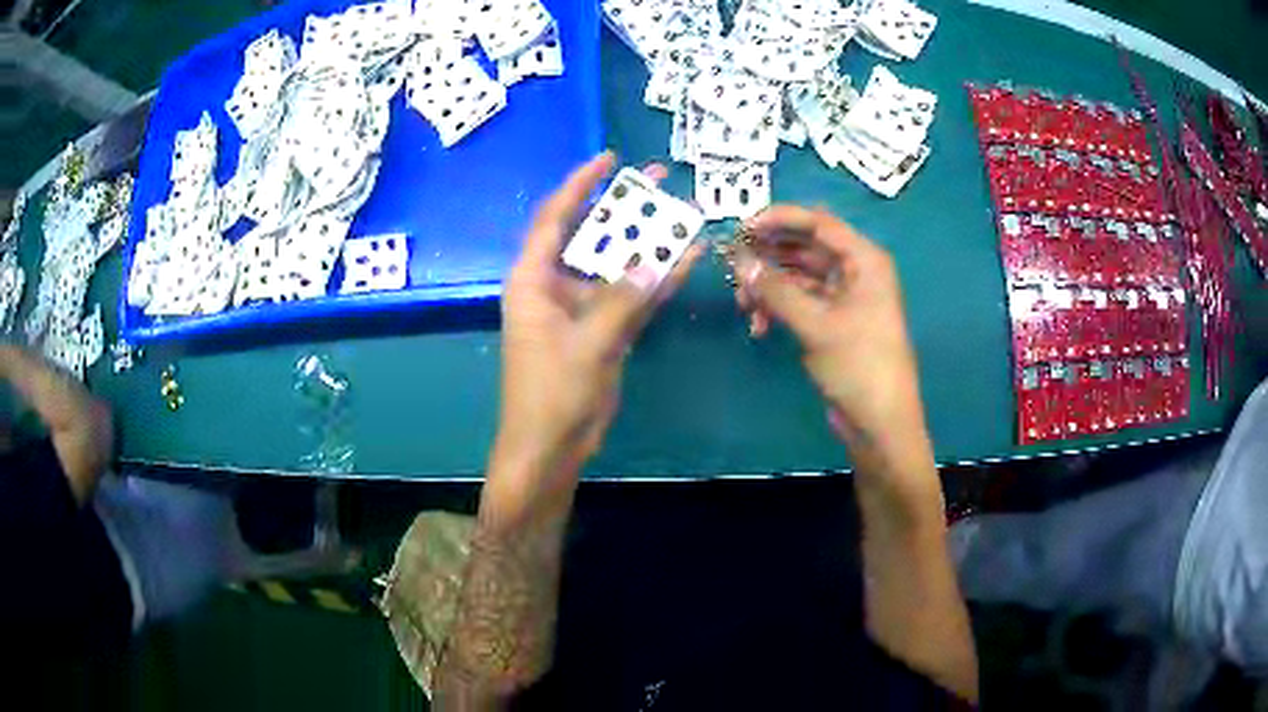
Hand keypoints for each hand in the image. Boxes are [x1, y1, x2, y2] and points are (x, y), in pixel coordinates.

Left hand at [492, 153, 701, 500]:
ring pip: (617, 263)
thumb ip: (622, 301)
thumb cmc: (552, 395)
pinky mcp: (603, 329)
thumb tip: (656, 262)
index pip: (555, 218)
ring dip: (647, 242)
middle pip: (591, 234)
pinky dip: (656, 281)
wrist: (551, 447)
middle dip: (623, 206)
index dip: (580, 184)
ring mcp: (582, 307)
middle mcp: (555, 285)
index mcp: (533, 280)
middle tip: (658, 178)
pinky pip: (632, 296)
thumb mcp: (587, 345)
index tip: (609, 158)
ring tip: (682, 211)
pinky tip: (687, 258)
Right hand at [733, 206, 924, 451]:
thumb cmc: (859, 365)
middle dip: (768, 256)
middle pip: (804, 247)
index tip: (741, 228)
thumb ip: (776, 289)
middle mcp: (855, 271)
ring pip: (797, 276)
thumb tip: (739, 260)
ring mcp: (843, 296)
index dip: (778, 219)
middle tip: (733, 266)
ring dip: (768, 286)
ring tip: (742, 303)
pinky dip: (777, 309)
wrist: (880, 421)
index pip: (817, 222)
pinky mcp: (832, 320)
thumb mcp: (816, 325)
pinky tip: (759, 327)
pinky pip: (799, 301)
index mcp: (864, 259)